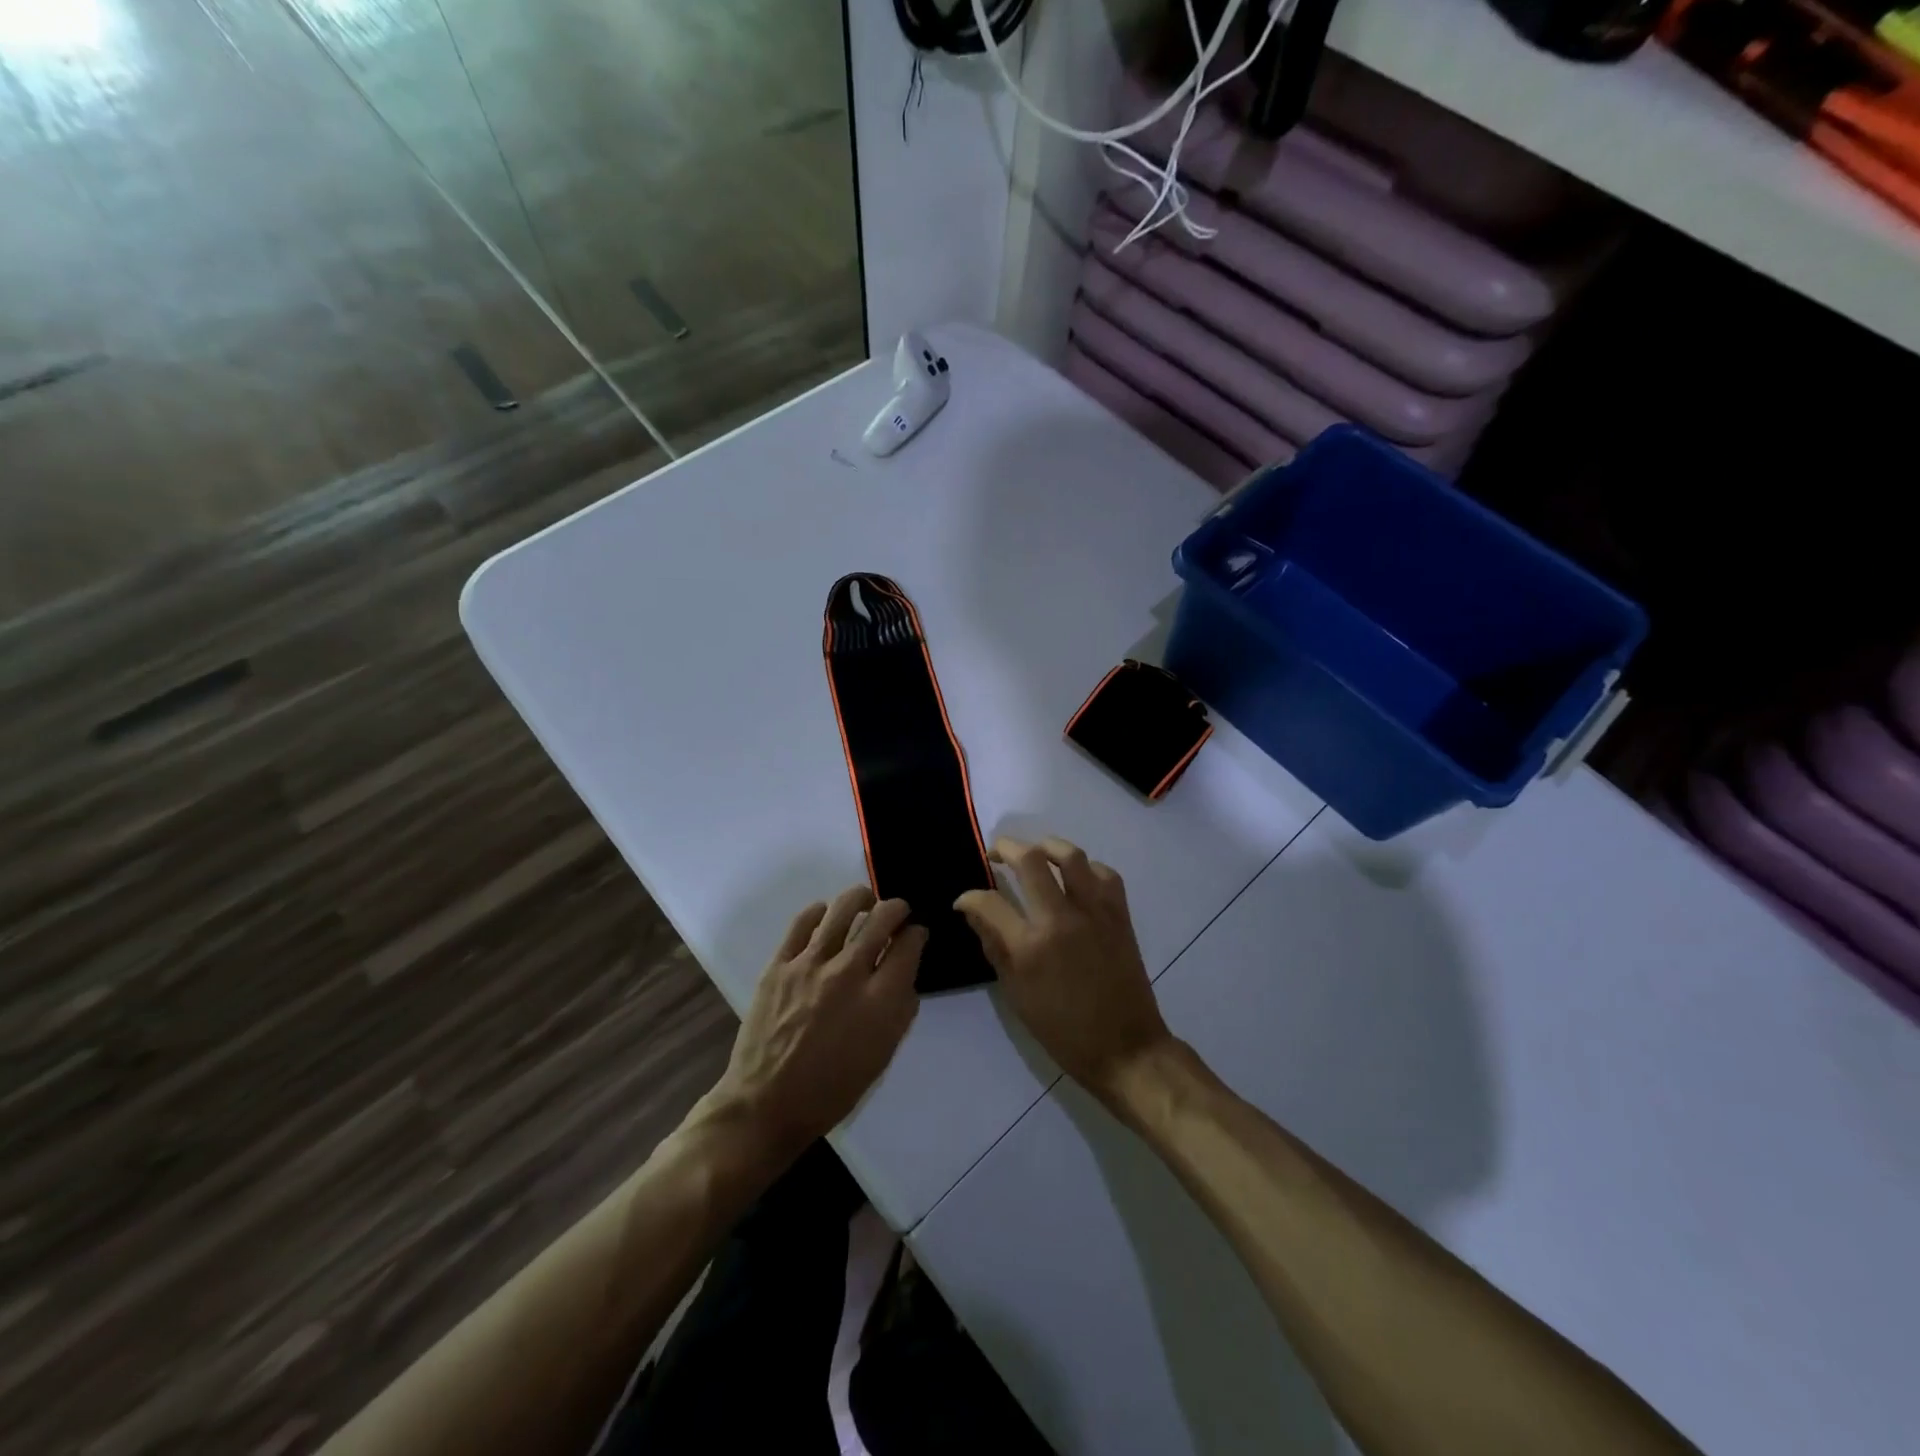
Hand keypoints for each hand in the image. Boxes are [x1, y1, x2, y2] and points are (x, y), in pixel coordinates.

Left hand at [712, 886, 923, 1156]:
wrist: (767, 1103)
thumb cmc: (832, 1090)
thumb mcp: (882, 1056)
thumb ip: (900, 1011)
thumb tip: (905, 976)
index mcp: (880, 1001)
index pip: (909, 946)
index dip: (918, 934)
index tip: (916, 934)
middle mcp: (849, 973)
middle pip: (882, 918)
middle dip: (897, 909)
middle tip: (897, 913)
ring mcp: (810, 965)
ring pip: (843, 908)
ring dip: (861, 898)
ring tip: (865, 902)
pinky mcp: (779, 964)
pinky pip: (803, 922)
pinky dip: (820, 912)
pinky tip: (826, 916)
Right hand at [955, 837, 1172, 1101]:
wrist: (1125, 1047)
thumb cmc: (1063, 1030)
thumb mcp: (1016, 995)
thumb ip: (994, 947)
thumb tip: (973, 912)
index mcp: (1030, 946)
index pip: (989, 902)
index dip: (969, 897)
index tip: (965, 900)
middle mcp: (1061, 919)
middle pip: (1029, 860)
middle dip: (1005, 848)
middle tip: (995, 853)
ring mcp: (1094, 912)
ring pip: (1070, 855)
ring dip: (1046, 846)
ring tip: (1035, 854)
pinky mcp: (1119, 914)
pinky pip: (1104, 873)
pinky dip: (1086, 868)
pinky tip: (1075, 878)